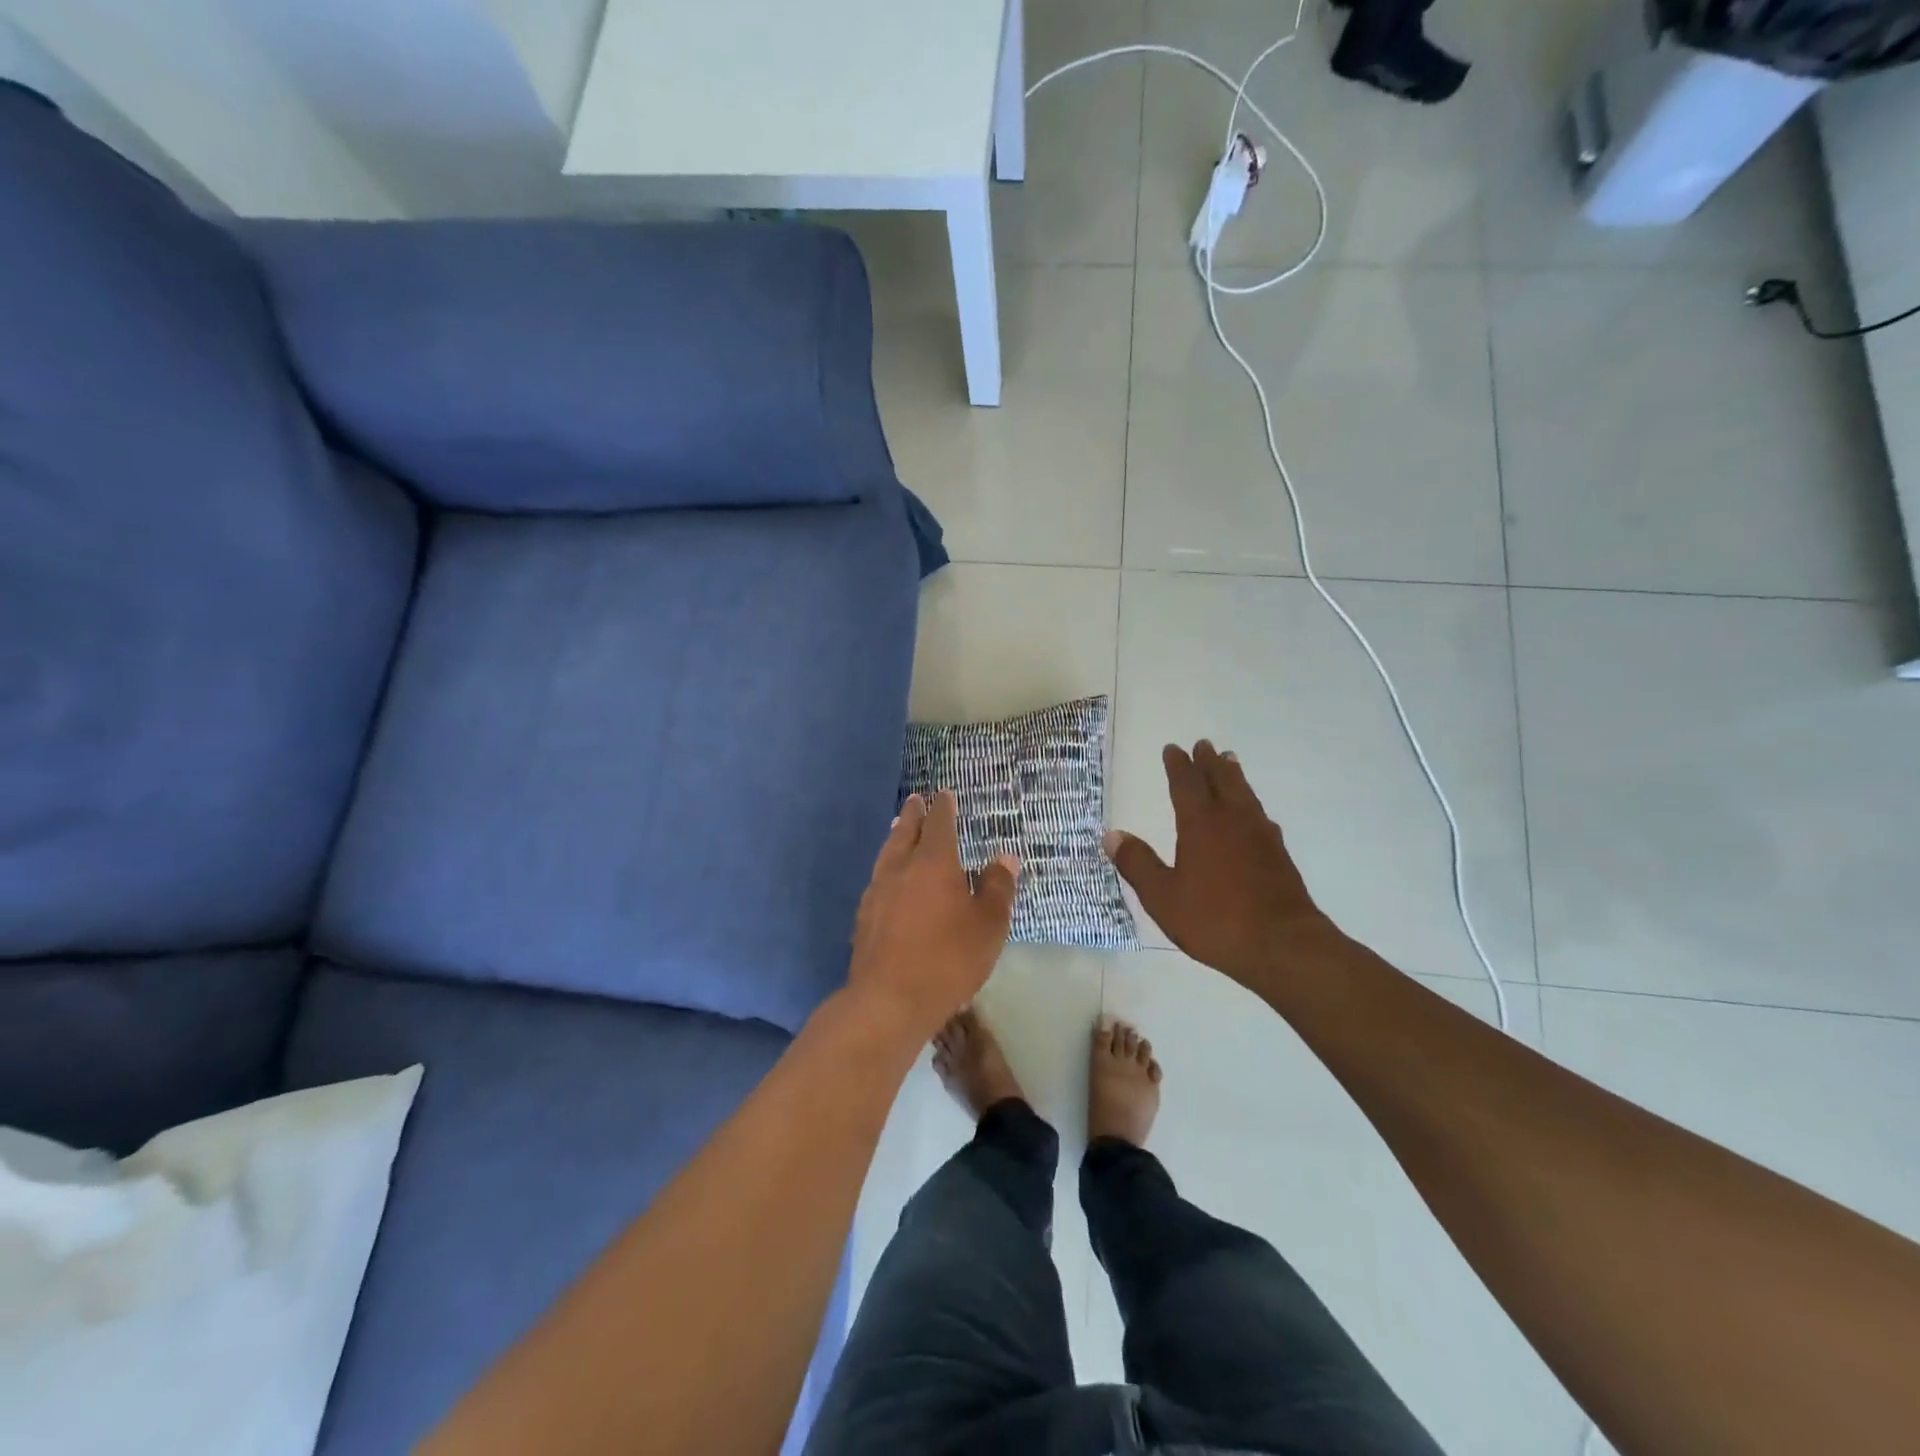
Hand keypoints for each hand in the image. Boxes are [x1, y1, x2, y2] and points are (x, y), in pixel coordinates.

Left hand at [847, 790, 1019, 1039]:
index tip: (943, 795)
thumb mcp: (988, 925)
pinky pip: (878, 879)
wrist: (888, 1000)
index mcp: (933, 863)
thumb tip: (1004, 859)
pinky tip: (889, 880)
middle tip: (916, 800)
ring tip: (898, 829)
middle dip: (913, 815)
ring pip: (887, 853)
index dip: (943, 808)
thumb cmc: (947, 959)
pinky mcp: (864, 917)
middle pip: (905, 832)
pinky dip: (887, 868)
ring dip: (896, 837)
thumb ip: (996, 888)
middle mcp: (901, 869)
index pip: (939, 824)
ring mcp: (877, 892)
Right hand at [1105, 741, 1333, 991]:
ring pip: (1245, 794)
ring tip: (1230, 762)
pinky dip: (1252, 805)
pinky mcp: (1279, 856)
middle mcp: (1233, 821)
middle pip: (1221, 781)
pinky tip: (1255, 814)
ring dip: (1234, 776)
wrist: (1283, 945)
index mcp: (1201, 825)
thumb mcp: (1163, 897)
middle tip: (1204, 745)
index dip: (1178, 766)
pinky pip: (1261, 816)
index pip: (1186, 785)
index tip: (1173, 749)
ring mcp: (1261, 837)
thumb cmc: (1215, 920)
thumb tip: (1111, 834)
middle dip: (1209, 762)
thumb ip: (1138, 864)